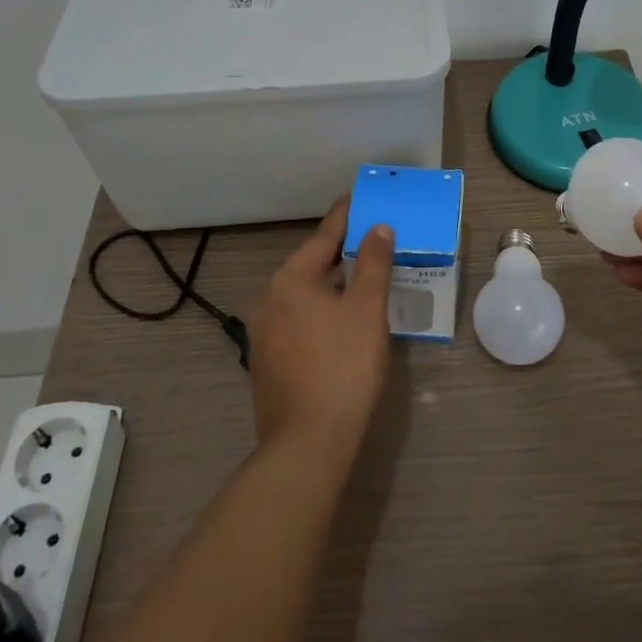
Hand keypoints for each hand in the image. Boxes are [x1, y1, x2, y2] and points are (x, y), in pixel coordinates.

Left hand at [248, 199, 394, 460]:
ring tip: (361, 279)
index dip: (345, 216)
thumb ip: (373, 263)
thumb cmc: (342, 366)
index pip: (324, 236)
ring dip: (331, 284)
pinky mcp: (266, 362)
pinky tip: (340, 322)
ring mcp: (263, 333)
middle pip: (311, 265)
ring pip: (303, 295)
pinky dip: (319, 311)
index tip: (359, 198)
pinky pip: (297, 321)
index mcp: (290, 279)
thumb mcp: (367, 309)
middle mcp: (269, 299)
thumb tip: (377, 228)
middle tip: (371, 241)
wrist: (307, 444)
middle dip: (341, 253)